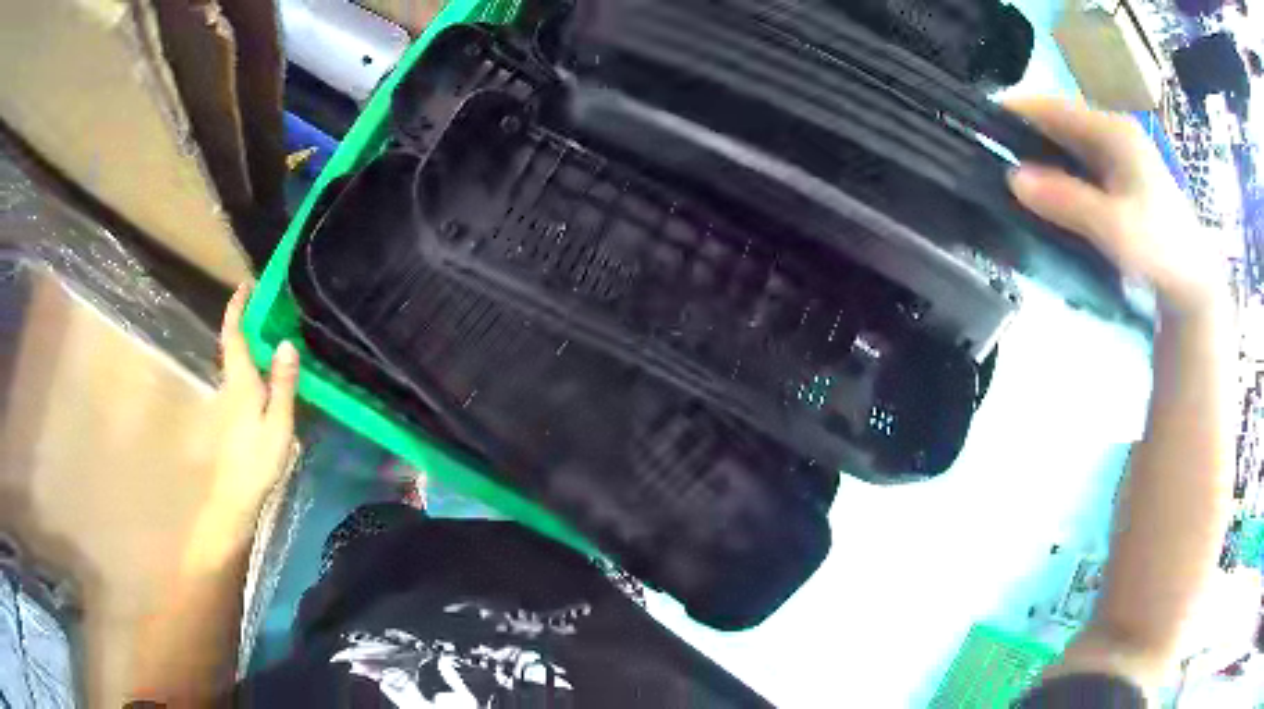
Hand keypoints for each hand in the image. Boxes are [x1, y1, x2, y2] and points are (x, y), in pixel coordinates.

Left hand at [204, 284, 299, 537]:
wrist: (234, 495)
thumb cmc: (257, 459)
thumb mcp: (278, 423)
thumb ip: (282, 383)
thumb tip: (286, 342)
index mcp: (240, 380)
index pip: (234, 334)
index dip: (238, 307)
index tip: (247, 284)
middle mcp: (230, 384)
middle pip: (232, 344)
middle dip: (244, 319)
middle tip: (266, 303)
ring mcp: (228, 400)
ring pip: (236, 360)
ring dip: (247, 339)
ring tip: (270, 329)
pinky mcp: (231, 414)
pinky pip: (240, 375)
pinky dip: (250, 360)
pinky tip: (265, 370)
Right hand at [1006, 97, 1219, 315]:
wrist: (1195, 285)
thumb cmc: (1162, 252)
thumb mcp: (1115, 229)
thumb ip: (1067, 201)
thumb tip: (1013, 177)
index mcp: (1113, 130)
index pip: (1052, 107)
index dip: (1014, 111)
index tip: (978, 128)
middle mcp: (1112, 133)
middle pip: (1057, 124)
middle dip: (1024, 139)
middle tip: (989, 162)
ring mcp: (1117, 156)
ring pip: (1066, 148)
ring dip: (1040, 161)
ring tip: (1008, 181)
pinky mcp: (1119, 180)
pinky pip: (1079, 169)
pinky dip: (1058, 179)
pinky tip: (1045, 199)